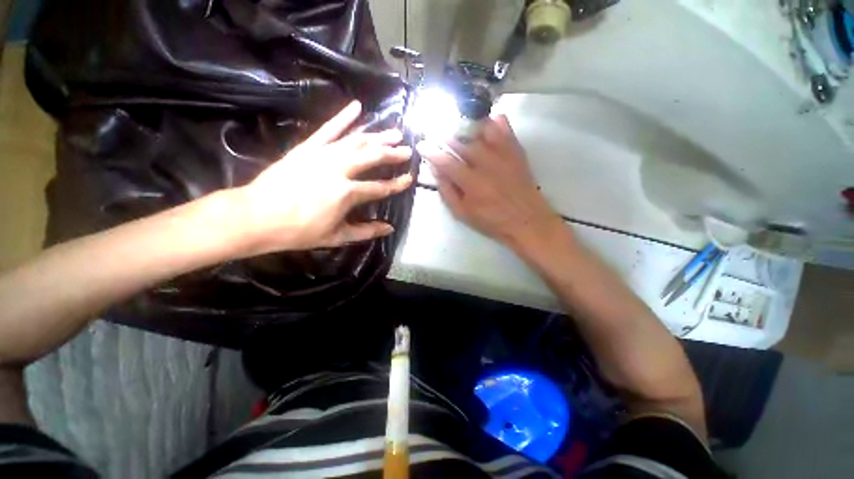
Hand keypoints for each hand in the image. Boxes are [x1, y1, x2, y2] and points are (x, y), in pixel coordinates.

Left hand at [234, 101, 412, 254]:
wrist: (257, 217)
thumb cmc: (299, 231)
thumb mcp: (337, 236)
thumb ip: (366, 231)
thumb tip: (389, 228)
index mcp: (347, 193)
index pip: (380, 187)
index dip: (397, 183)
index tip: (409, 178)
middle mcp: (339, 169)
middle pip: (372, 157)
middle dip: (392, 153)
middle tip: (407, 149)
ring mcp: (322, 155)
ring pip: (356, 141)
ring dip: (377, 135)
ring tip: (394, 132)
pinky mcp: (307, 148)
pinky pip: (328, 129)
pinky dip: (343, 117)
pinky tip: (357, 106)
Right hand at [417, 115, 561, 250]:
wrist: (526, 220)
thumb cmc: (491, 220)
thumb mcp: (462, 213)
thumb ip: (446, 191)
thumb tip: (435, 169)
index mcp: (471, 183)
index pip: (445, 160)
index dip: (430, 151)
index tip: (422, 145)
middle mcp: (486, 163)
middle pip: (460, 141)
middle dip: (444, 136)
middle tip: (437, 135)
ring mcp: (502, 153)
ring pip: (480, 128)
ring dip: (465, 126)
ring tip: (458, 129)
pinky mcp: (515, 150)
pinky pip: (503, 126)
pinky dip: (492, 121)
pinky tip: (484, 124)